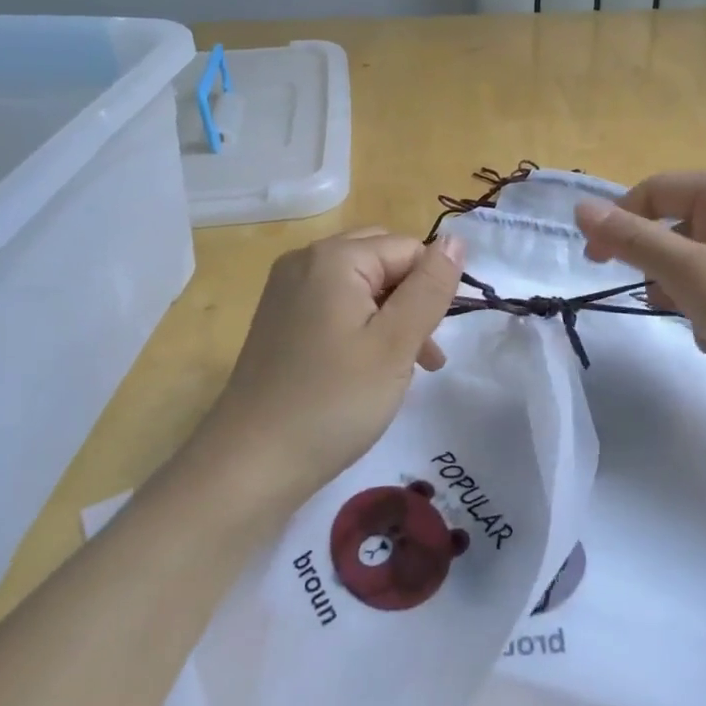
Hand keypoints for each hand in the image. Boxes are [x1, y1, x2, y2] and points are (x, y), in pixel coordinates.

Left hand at [189, 228, 464, 504]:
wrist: (249, 465)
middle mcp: (305, 261)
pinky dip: (361, 327)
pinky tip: (368, 369)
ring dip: (391, 317)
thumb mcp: (395, 345)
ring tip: (405, 370)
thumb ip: (430, 288)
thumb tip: (456, 240)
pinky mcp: (280, 320)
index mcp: (334, 258)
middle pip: (382, 259)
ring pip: (361, 285)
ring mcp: (287, 291)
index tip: (432, 342)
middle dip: (411, 299)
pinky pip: (335, 305)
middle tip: (423, 353)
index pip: (407, 248)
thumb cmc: (332, 402)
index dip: (431, 290)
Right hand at [575, 171, 705, 404]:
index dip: (617, 223)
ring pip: (700, 262)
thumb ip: (634, 240)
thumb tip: (581, 207)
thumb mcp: (693, 276)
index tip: (595, 265)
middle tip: (669, 307)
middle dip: (663, 271)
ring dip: (690, 297)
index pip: (653, 191)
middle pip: (677, 228)